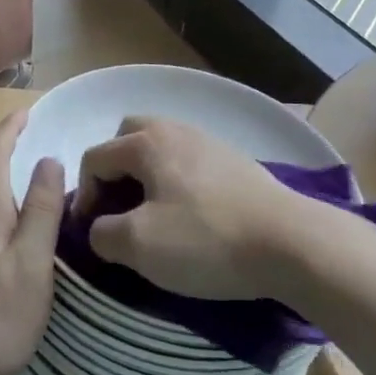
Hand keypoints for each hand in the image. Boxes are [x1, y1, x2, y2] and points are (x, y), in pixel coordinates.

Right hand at [76, 117, 301, 299]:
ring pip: (162, 148)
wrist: (292, 243)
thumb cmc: (206, 239)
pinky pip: (190, 163)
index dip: (83, 195)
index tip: (91, 233)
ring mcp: (210, 142)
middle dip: (115, 169)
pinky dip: (178, 182)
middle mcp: (176, 130)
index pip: (95, 158)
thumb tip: (100, 229)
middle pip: (128, 137)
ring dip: (147, 176)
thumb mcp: (138, 245)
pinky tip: (192, 216)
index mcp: (146, 142)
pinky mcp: (237, 162)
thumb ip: (102, 233)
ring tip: (153, 214)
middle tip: (119, 207)